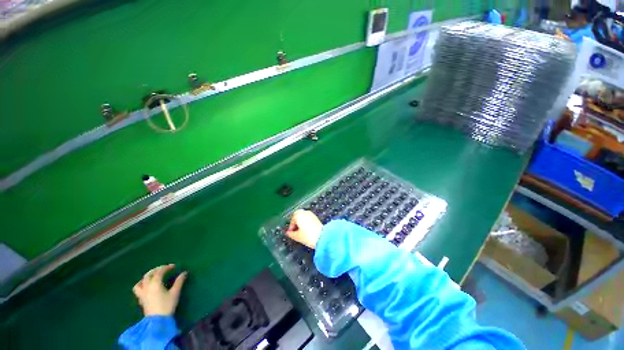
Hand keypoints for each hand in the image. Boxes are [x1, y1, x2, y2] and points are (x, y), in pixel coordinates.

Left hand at [133, 264, 186, 316]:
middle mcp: (147, 287)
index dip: (166, 267)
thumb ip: (179, 281)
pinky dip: (142, 286)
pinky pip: (138, 290)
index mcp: (155, 284)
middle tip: (163, 269)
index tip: (173, 266)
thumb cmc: (167, 305)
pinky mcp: (141, 300)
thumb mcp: (175, 293)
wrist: (157, 321)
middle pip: (148, 275)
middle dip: (156, 270)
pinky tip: (147, 288)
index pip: (159, 271)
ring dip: (146, 278)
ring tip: (152, 277)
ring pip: (140, 282)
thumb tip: (184, 272)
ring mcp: (142, 294)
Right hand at [286, 210, 323, 248]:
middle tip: (295, 231)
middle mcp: (304, 212)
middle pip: (297, 216)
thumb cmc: (308, 236)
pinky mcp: (316, 217)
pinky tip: (307, 230)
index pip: (292, 220)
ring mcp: (311, 214)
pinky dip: (306, 222)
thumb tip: (288, 233)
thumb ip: (291, 234)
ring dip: (301, 222)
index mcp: (298, 215)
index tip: (291, 233)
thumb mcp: (297, 236)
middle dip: (295, 223)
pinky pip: (308, 218)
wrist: (322, 237)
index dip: (291, 227)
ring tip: (301, 231)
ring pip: (303, 216)